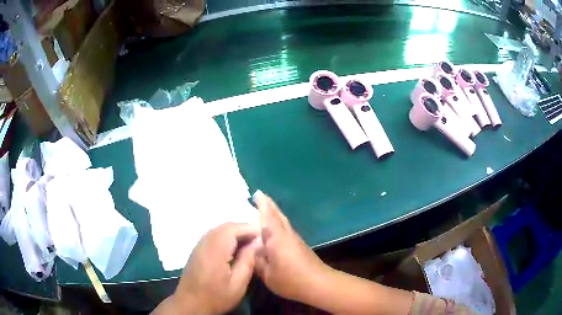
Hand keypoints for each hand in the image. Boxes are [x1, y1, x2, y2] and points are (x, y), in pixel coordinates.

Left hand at [170, 222, 259, 313]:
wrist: (190, 304)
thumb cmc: (216, 297)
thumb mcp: (238, 284)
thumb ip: (247, 261)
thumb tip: (256, 244)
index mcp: (215, 251)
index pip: (232, 229)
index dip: (249, 229)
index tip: (263, 237)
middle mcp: (205, 243)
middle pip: (225, 226)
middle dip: (243, 229)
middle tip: (257, 241)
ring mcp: (199, 246)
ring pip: (218, 230)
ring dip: (234, 233)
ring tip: (248, 245)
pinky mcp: (196, 250)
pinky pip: (213, 236)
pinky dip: (225, 238)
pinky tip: (233, 250)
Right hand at [253, 191, 332, 303]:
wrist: (319, 284)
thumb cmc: (291, 280)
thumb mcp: (267, 274)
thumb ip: (257, 260)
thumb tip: (250, 249)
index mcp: (277, 238)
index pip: (268, 217)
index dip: (263, 204)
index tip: (257, 193)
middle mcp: (287, 234)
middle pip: (278, 215)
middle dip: (269, 205)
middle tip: (258, 197)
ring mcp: (295, 239)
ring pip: (283, 221)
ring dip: (273, 213)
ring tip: (261, 210)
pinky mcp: (299, 245)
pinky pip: (285, 229)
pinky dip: (277, 223)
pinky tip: (272, 230)